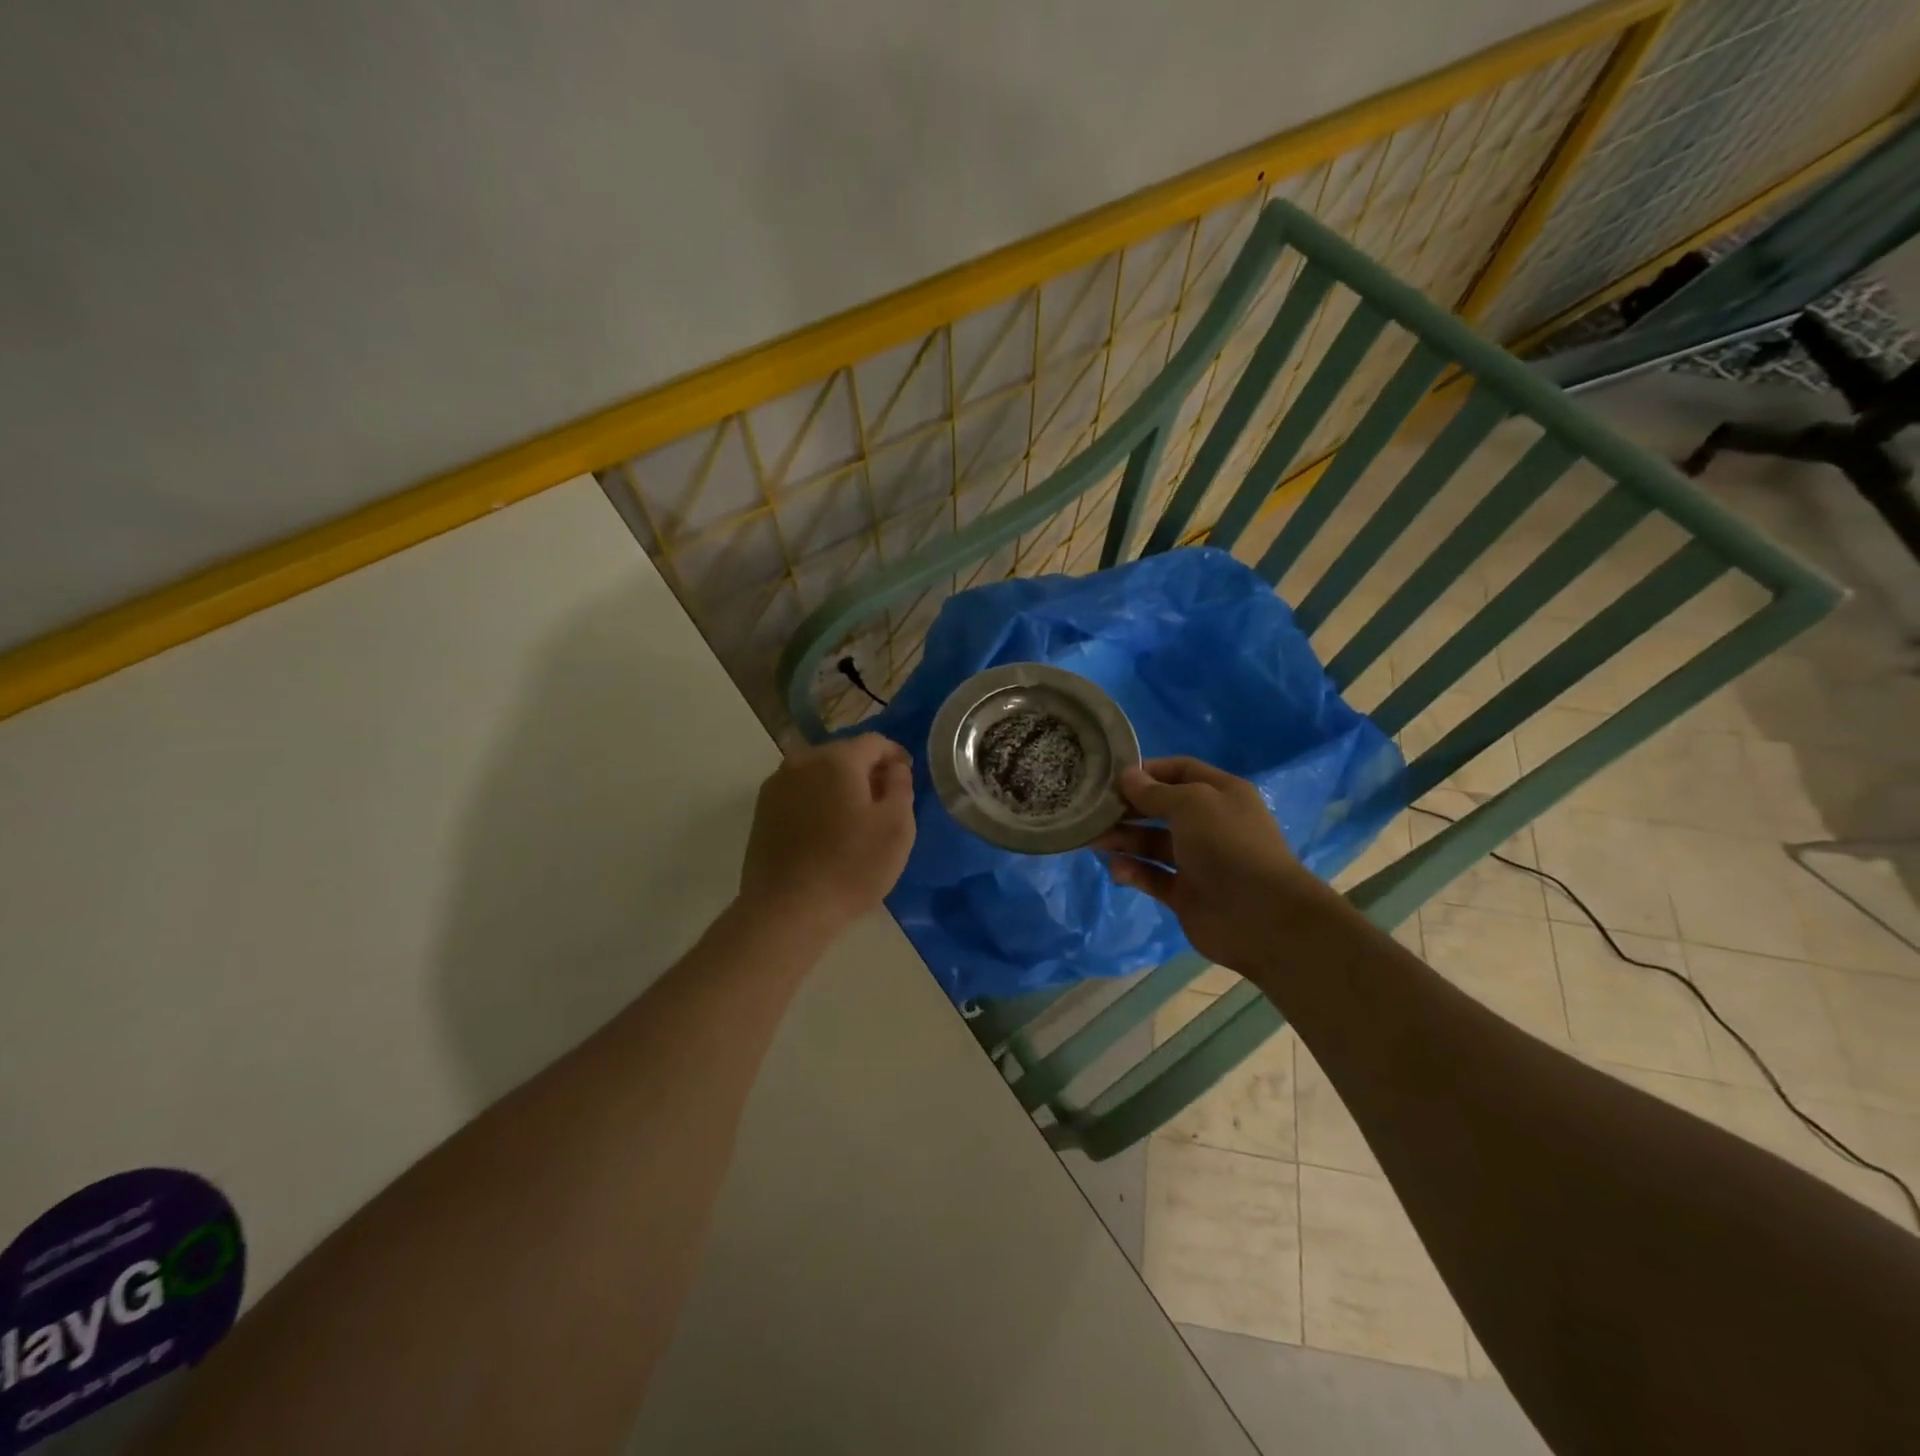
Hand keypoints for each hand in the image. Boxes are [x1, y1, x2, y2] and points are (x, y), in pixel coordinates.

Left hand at [739, 734, 916, 937]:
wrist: (787, 910)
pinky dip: (818, 801)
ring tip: (856, 818)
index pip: (875, 742)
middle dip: (867, 770)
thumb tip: (894, 767)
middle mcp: (801, 761)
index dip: (896, 755)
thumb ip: (901, 786)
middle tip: (885, 801)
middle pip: (844, 754)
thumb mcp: (896, 826)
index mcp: (836, 759)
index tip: (907, 777)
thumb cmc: (851, 867)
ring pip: (819, 773)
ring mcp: (776, 785)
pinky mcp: (762, 811)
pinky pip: (800, 793)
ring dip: (840, 786)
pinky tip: (827, 831)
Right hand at [1096, 757, 1331, 974]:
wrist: (1260, 915)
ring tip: (1094, 840)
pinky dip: (1134, 870)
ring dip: (1124, 839)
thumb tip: (1127, 776)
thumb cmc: (1227, 845)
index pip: (1180, 771)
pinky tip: (1116, 868)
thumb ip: (1155, 792)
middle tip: (1094, 809)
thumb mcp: (1191, 804)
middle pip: (1161, 808)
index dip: (1149, 770)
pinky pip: (1153, 875)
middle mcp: (1209, 824)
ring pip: (1153, 843)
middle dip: (1129, 807)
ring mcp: (1197, 860)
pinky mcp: (1185, 893)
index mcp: (1220, 793)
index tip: (1112, 775)